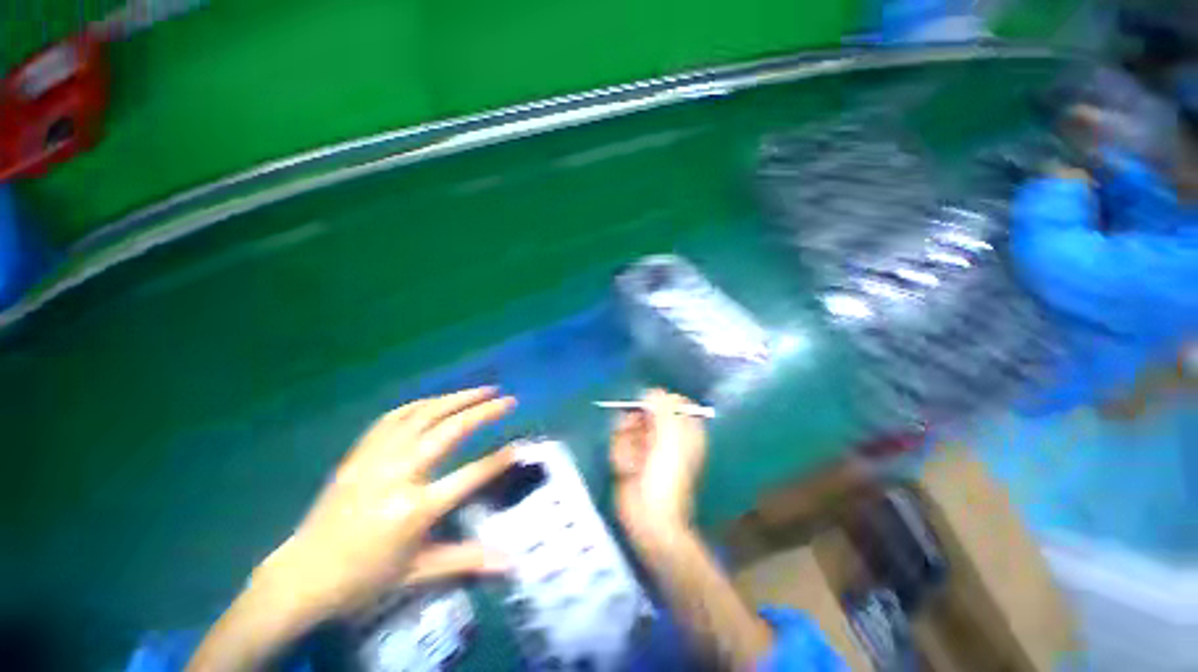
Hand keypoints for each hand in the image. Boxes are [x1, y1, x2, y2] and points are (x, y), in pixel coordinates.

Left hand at [255, 387, 517, 619]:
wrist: (301, 576)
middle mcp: (398, 474)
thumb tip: (511, 564)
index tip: (521, 444)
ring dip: (456, 398)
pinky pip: (393, 417)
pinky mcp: (359, 454)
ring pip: (423, 415)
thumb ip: (467, 561)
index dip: (498, 460)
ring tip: (482, 390)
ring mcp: (376, 459)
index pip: (469, 476)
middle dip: (484, 411)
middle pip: (449, 431)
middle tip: (508, 400)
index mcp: (413, 509)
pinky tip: (437, 401)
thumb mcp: (418, 573)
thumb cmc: (363, 579)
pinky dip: (421, 404)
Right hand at [609, 389, 707, 539]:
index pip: (671, 401)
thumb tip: (652, 391)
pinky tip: (627, 470)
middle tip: (637, 436)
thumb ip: (663, 407)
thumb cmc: (666, 476)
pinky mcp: (630, 457)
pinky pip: (619, 443)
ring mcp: (646, 446)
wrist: (649, 517)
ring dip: (627, 443)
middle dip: (636, 423)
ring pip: (628, 426)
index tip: (648, 409)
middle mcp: (666, 434)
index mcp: (684, 429)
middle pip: (644, 411)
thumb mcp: (670, 436)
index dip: (657, 403)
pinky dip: (621, 455)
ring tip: (634, 462)